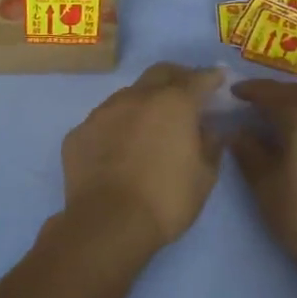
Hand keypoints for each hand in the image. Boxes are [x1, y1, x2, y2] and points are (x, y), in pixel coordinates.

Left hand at [62, 64, 225, 247]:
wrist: (107, 224)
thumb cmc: (166, 200)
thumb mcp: (204, 177)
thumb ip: (210, 146)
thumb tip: (209, 130)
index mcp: (174, 103)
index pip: (198, 78)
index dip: (211, 78)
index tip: (218, 80)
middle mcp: (137, 97)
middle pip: (160, 73)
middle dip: (177, 77)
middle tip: (186, 93)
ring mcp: (103, 112)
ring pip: (129, 95)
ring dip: (144, 102)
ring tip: (150, 125)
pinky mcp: (79, 133)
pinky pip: (104, 121)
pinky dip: (117, 126)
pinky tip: (119, 149)